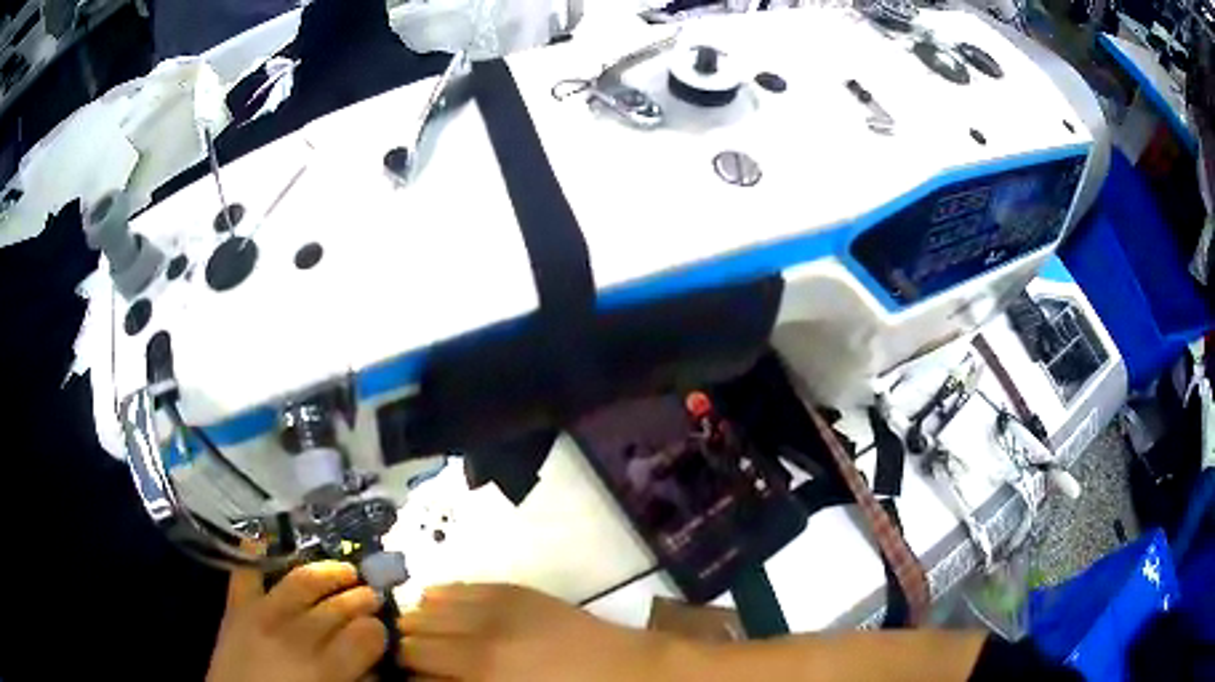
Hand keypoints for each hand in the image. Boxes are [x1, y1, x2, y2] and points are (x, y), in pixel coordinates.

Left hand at [207, 561, 388, 681]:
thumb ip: (354, 678)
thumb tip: (374, 660)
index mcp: (324, 670)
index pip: (363, 636)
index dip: (377, 629)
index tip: (383, 626)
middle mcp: (295, 637)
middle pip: (336, 607)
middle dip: (361, 598)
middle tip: (373, 594)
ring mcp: (261, 616)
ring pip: (301, 583)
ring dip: (328, 572)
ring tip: (345, 569)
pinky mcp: (236, 607)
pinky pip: (245, 572)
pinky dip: (254, 552)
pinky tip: (265, 538)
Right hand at [399, 583, 684, 681]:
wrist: (625, 671)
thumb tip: (420, 679)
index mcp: (479, 670)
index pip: (413, 658)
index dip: (403, 665)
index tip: (405, 670)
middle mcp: (479, 633)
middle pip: (415, 629)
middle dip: (408, 643)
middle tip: (414, 655)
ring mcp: (497, 604)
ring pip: (431, 602)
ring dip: (423, 618)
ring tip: (427, 631)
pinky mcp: (514, 589)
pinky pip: (461, 586)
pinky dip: (443, 596)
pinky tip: (439, 604)